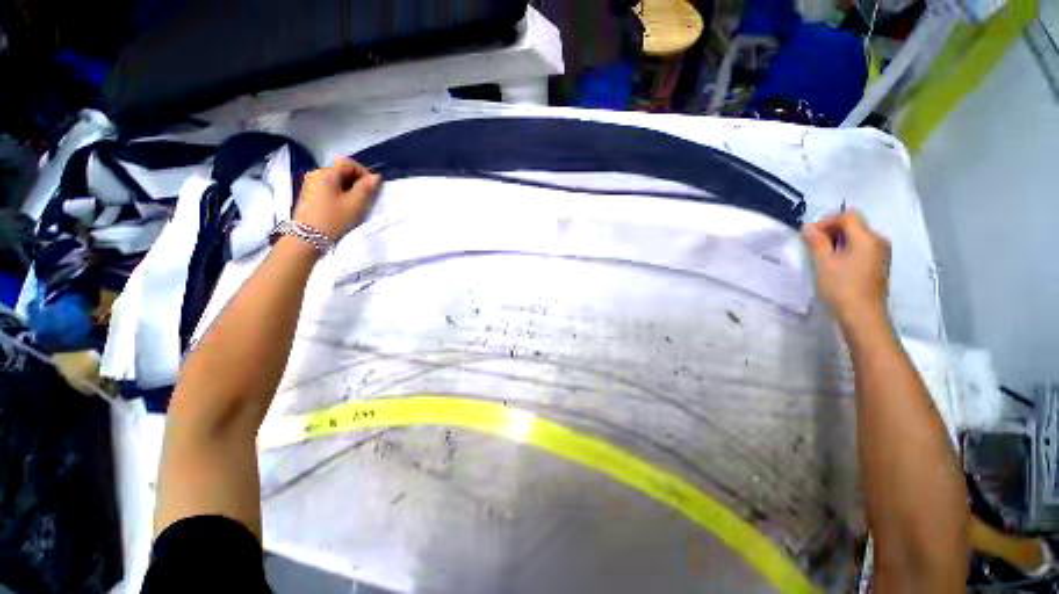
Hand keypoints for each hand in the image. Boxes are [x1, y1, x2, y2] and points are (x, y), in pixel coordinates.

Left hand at [293, 158, 381, 240]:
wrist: (307, 238)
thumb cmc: (334, 218)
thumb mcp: (355, 204)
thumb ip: (367, 188)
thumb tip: (375, 177)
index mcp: (326, 173)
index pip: (349, 163)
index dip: (364, 172)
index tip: (372, 188)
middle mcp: (316, 173)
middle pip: (341, 171)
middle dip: (356, 181)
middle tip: (366, 198)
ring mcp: (310, 184)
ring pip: (335, 180)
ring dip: (348, 188)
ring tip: (355, 204)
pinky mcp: (308, 194)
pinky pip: (328, 187)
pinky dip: (339, 193)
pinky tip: (343, 207)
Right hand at [802, 210, 890, 325]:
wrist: (863, 316)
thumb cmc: (842, 287)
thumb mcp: (824, 263)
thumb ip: (816, 242)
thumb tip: (808, 227)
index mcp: (867, 237)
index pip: (847, 216)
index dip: (826, 221)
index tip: (809, 235)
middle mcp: (878, 241)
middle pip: (854, 225)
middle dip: (831, 230)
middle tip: (812, 245)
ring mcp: (880, 253)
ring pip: (857, 237)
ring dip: (837, 241)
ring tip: (821, 255)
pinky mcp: (878, 265)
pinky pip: (861, 248)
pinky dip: (846, 250)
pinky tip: (834, 264)